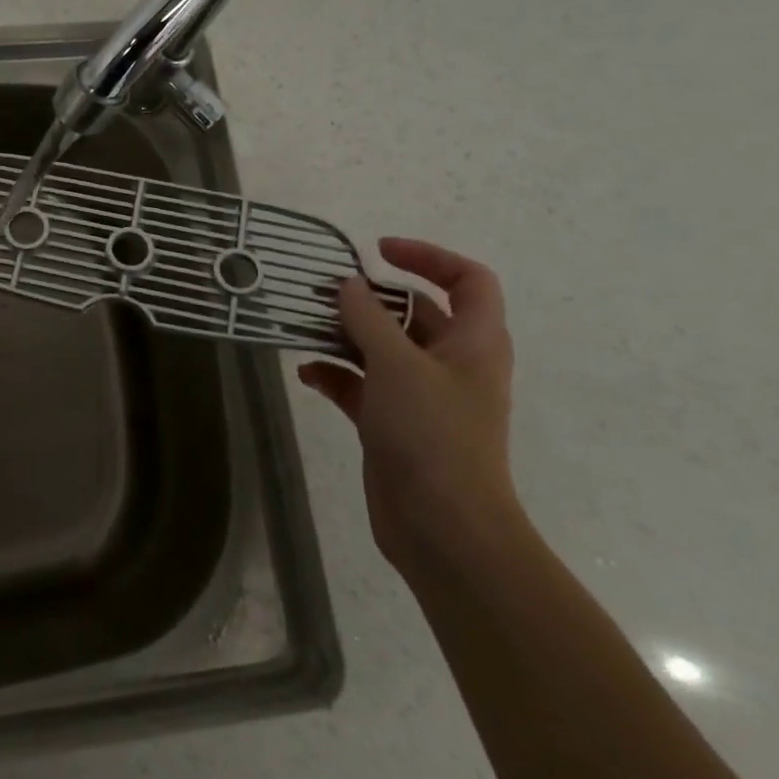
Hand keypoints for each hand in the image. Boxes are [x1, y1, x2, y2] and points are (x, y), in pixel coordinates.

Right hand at [296, 238, 522, 576]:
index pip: (468, 281)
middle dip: (370, 299)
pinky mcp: (394, 423)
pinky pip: (362, 385)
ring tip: (305, 327)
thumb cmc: (432, 434)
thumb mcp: (397, 364)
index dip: (429, 257)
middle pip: (415, 312)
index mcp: (474, 343)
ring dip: (345, 336)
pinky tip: (307, 375)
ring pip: (382, 349)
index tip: (378, 251)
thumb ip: (367, 318)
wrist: (442, 526)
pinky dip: (336, 375)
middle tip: (324, 291)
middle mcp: (451, 364)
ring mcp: (422, 396)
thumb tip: (347, 285)